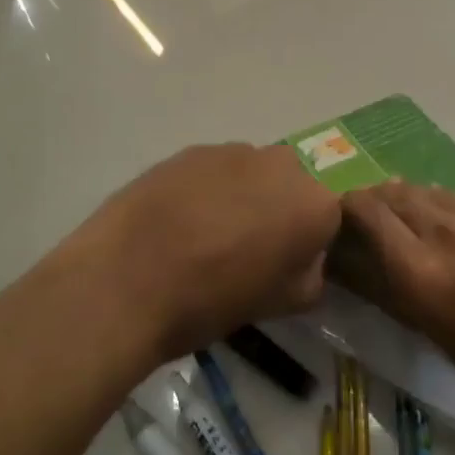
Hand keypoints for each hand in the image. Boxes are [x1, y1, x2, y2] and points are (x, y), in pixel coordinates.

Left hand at [66, 143, 340, 362]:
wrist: (126, 279)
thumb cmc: (212, 300)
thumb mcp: (280, 304)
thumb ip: (310, 274)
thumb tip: (304, 257)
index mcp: (314, 203)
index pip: (328, 218)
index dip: (306, 244)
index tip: (282, 266)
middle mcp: (283, 164)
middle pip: (291, 187)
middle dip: (277, 211)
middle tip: (246, 249)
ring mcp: (233, 151)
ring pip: (252, 174)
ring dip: (242, 196)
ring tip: (204, 235)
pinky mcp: (192, 149)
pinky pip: (214, 170)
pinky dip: (206, 189)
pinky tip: (178, 220)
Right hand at [337, 182, 454, 435]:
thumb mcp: (453, 346)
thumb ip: (405, 298)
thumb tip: (367, 271)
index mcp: (424, 273)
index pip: (364, 213)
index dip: (343, 211)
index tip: (338, 224)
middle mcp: (449, 230)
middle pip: (393, 194)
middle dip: (374, 203)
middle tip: (372, 223)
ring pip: (432, 193)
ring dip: (413, 204)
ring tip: (419, 226)